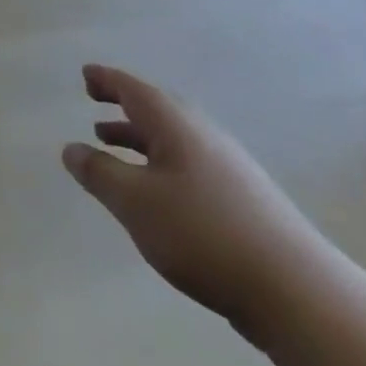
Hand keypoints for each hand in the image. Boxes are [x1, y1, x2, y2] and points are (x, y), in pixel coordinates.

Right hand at [62, 65, 343, 345]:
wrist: (295, 290)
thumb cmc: (202, 233)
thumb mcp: (135, 202)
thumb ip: (99, 172)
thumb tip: (70, 148)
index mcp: (177, 126)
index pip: (134, 90)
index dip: (107, 80)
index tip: (86, 74)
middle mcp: (204, 136)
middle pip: (158, 109)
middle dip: (124, 105)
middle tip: (95, 102)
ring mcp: (228, 167)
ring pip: (174, 138)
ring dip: (140, 136)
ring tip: (111, 143)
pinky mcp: (243, 199)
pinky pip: (188, 162)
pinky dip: (160, 161)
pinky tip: (155, 190)